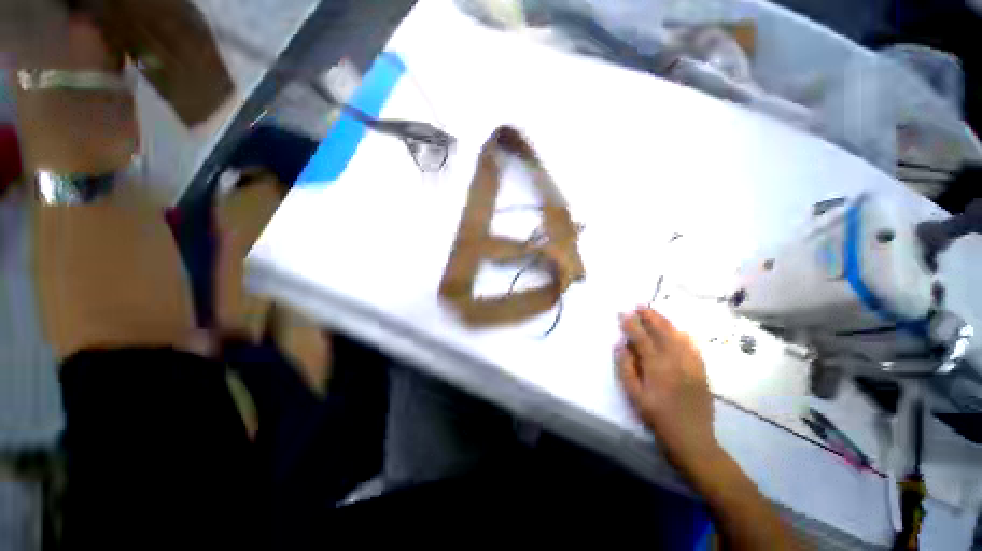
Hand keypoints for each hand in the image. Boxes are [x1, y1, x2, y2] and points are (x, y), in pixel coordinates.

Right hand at [616, 307, 720, 473]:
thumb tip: (621, 346)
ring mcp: (691, 365)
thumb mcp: (634, 396)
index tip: (623, 313)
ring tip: (655, 313)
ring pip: (678, 336)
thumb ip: (626, 368)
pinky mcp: (701, 371)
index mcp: (656, 367)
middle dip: (650, 317)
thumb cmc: (658, 418)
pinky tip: (680, 331)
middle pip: (661, 332)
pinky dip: (685, 336)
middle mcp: (675, 360)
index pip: (641, 338)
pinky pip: (693, 347)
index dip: (631, 324)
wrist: (692, 439)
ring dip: (665, 322)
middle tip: (640, 306)